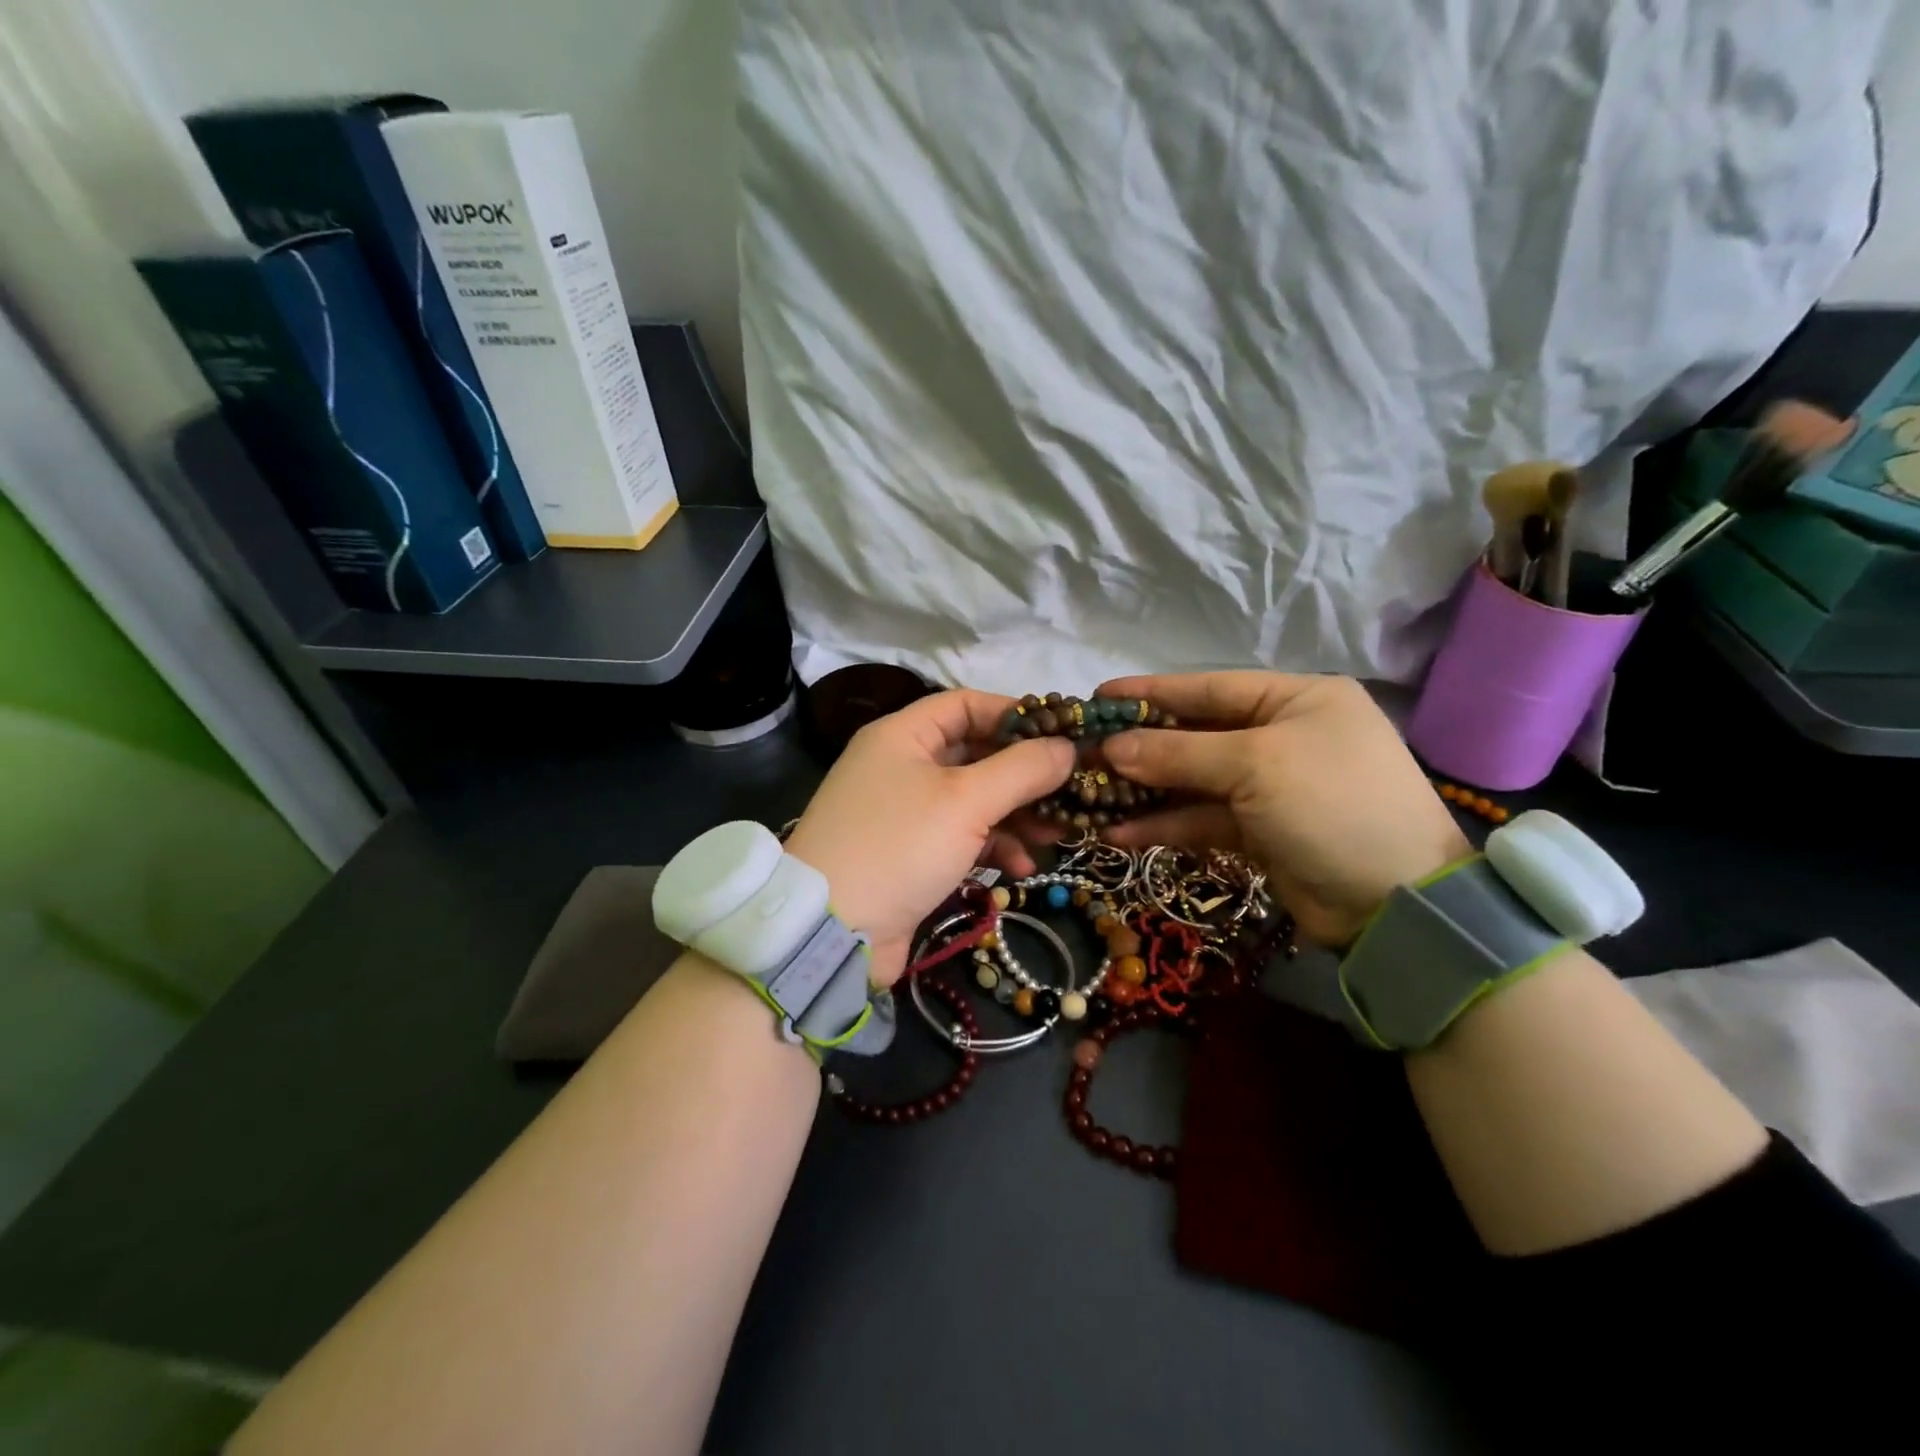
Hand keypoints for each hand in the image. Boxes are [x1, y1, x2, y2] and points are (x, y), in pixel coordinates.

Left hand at [785, 689, 1073, 986]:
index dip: (1015, 714)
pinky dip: (993, 848)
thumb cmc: (899, 846)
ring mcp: (905, 813)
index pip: (966, 705)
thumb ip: (1021, 769)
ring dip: (1017, 815)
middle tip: (1072, 788)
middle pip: (975, 754)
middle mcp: (901, 766)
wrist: (832, 932)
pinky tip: (1022, 868)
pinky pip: (962, 838)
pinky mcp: (911, 855)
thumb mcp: (966, 801)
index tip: (1062, 733)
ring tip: (1058, 833)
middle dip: (1025, 774)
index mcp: (902, 736)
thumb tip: (1068, 747)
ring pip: (974, 800)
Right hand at [1098, 672, 1469, 947]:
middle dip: (1141, 746)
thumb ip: (1178, 753)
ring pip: (1193, 781)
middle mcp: (1283, 736)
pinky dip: (1164, 826)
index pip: (1209, 687)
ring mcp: (1271, 786)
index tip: (1098, 697)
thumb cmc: (1332, 805)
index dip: (1151, 693)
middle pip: (1196, 734)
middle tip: (1083, 750)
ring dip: (1145, 790)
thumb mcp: (1255, 765)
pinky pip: (1202, 819)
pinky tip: (1119, 834)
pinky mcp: (1260, 831)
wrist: (1396, 904)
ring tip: (1089, 794)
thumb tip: (1111, 748)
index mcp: (1296, 699)